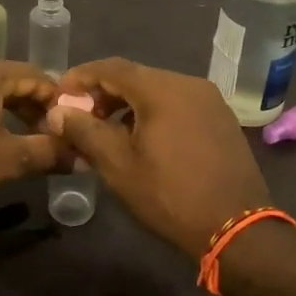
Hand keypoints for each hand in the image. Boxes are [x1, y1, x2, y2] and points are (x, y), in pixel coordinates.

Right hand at [51, 58, 272, 259]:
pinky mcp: (221, 118)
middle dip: (103, 93)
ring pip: (157, 90)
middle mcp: (188, 83)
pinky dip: (153, 113)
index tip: (59, 95)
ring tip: (106, 132)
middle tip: (80, 117)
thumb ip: (85, 131)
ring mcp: (209, 100)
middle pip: (136, 76)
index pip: (111, 67)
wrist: (236, 228)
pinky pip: (178, 104)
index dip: (81, 77)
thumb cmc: (170, 195)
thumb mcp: (119, 165)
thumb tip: (58, 112)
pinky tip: (142, 139)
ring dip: (128, 105)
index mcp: (162, 88)